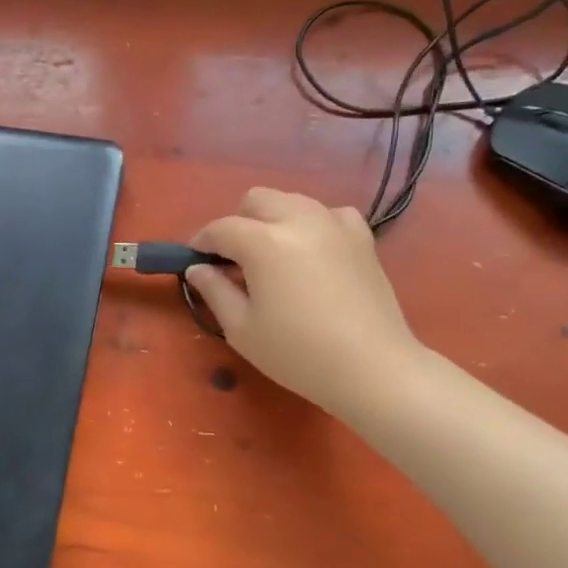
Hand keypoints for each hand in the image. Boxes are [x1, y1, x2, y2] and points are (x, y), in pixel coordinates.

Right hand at [185, 189, 421, 418]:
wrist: (372, 368)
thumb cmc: (297, 353)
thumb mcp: (242, 328)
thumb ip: (214, 291)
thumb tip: (198, 269)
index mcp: (264, 242)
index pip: (221, 228)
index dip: (202, 242)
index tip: (195, 260)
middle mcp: (299, 220)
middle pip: (257, 199)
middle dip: (238, 222)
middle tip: (235, 259)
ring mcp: (334, 224)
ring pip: (292, 200)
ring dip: (273, 219)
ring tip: (273, 256)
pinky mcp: (362, 237)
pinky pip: (329, 213)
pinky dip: (313, 224)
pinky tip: (312, 252)